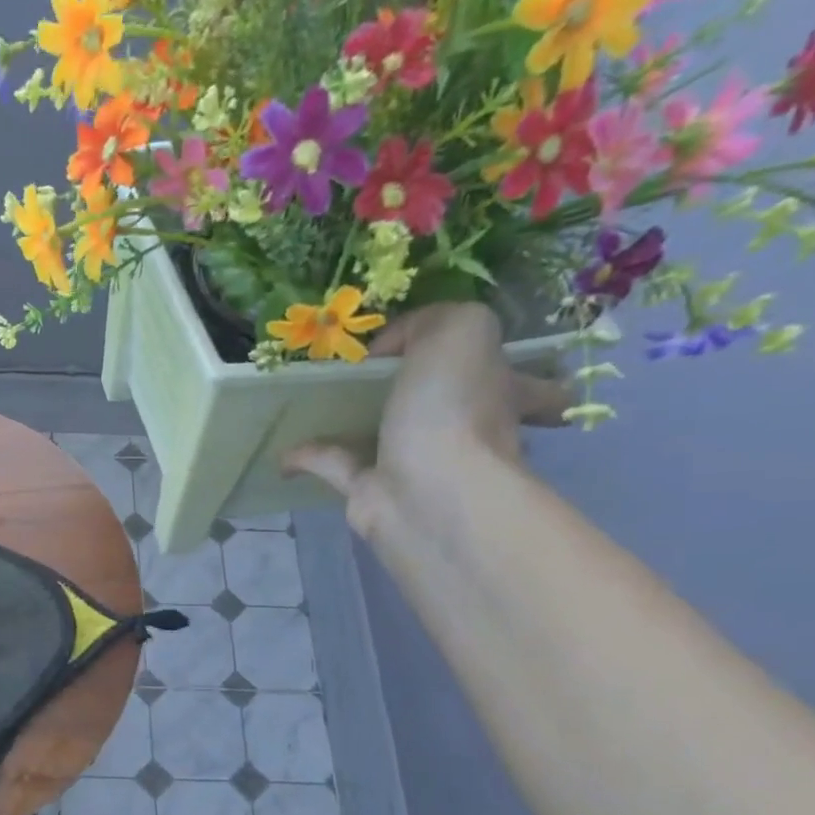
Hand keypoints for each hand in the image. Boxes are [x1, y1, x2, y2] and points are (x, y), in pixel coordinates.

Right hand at [285, 303, 569, 540]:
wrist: (426, 493)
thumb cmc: (454, 409)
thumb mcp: (458, 331)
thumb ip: (428, 321)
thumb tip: (387, 347)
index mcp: (501, 393)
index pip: (531, 388)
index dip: (518, 378)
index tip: (482, 368)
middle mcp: (466, 432)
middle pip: (454, 411)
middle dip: (429, 397)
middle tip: (380, 379)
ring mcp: (417, 464)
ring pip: (387, 436)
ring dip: (356, 423)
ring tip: (319, 403)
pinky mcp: (371, 491)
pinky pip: (336, 465)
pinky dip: (309, 455)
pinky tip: (283, 446)